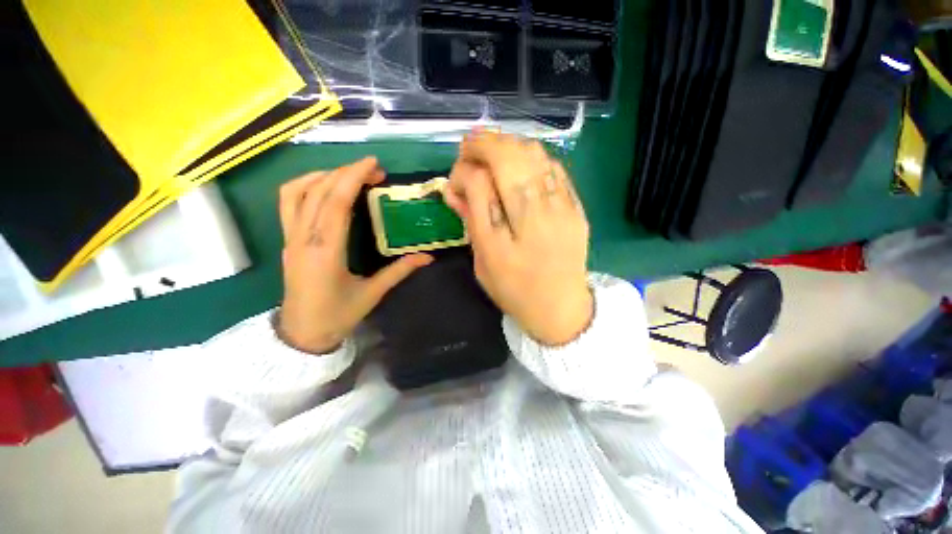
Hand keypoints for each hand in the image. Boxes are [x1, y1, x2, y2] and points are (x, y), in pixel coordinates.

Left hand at [277, 157, 432, 352]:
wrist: (302, 333)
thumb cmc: (338, 315)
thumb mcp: (373, 293)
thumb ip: (400, 270)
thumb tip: (427, 256)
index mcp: (326, 252)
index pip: (336, 203)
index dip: (353, 177)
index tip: (373, 165)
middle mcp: (303, 238)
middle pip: (319, 191)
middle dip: (346, 173)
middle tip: (374, 170)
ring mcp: (290, 238)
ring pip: (297, 192)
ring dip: (324, 175)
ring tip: (349, 174)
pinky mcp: (287, 239)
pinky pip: (288, 202)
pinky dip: (306, 185)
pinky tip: (325, 187)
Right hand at [444, 132, 592, 345]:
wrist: (561, 307)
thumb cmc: (515, 290)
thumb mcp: (483, 261)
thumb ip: (471, 220)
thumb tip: (456, 187)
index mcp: (504, 240)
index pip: (479, 182)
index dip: (463, 171)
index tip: (458, 179)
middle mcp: (535, 216)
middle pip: (509, 156)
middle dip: (483, 143)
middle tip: (470, 151)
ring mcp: (562, 208)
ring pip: (533, 154)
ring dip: (507, 146)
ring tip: (493, 156)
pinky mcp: (577, 207)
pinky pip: (553, 167)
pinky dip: (531, 158)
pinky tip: (520, 167)